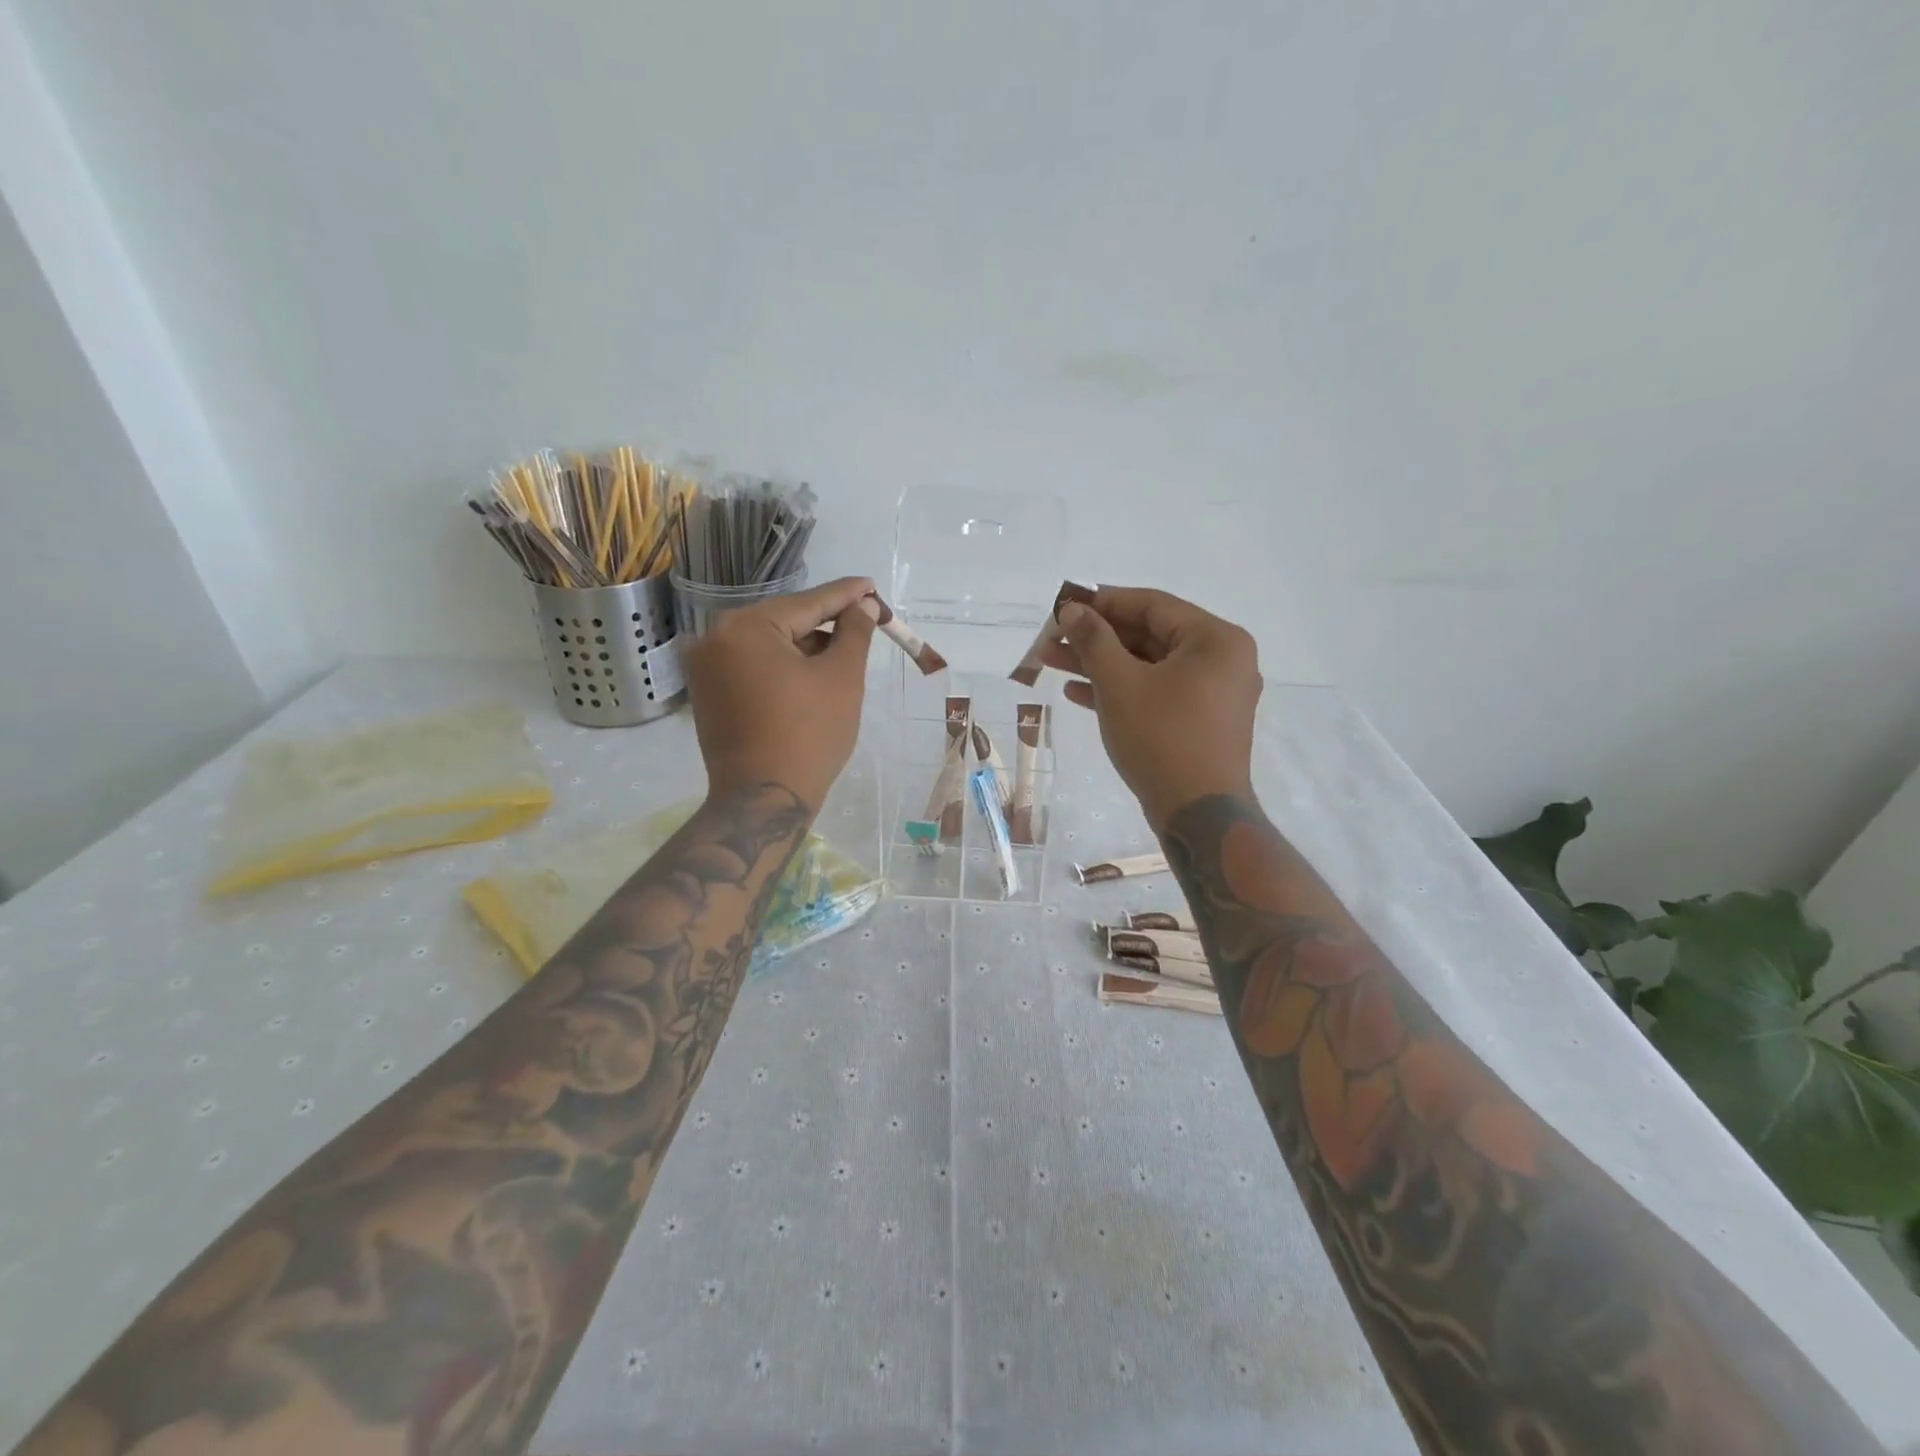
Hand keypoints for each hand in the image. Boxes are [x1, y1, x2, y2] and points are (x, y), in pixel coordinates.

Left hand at [682, 576, 877, 808]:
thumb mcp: (842, 677)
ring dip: (805, 647)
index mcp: (745, 627)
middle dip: (825, 624)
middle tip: (864, 623)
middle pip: (784, 621)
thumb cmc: (809, 735)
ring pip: (768, 645)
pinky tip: (811, 676)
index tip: (871, 586)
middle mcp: (714, 638)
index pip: (807, 603)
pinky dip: (783, 667)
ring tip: (844, 655)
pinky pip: (752, 667)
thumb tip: (862, 603)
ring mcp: (705, 668)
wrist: (764, 800)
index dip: (846, 595)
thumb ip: (854, 632)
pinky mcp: (708, 694)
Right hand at [1041, 586, 1261, 831]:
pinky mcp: (1199, 722)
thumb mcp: (1119, 683)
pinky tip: (1077, 693)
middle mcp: (1222, 660)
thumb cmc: (1161, 738)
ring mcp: (1213, 694)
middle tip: (1052, 637)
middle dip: (1096, 637)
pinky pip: (1157, 692)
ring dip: (1100, 664)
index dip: (1104, 602)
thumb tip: (1071, 610)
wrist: (1197, 814)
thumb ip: (1094, 640)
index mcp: (1215, 640)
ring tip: (1051, 661)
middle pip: (1149, 636)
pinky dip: (1120, 690)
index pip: (1153, 605)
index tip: (1065, 604)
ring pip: (1148, 666)